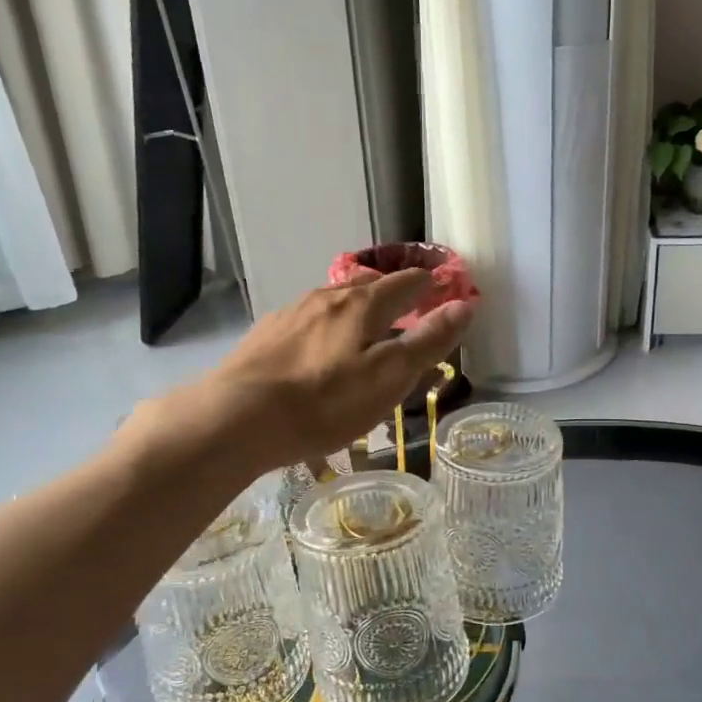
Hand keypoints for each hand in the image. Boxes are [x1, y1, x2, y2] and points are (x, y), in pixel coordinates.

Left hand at [191, 270, 472, 472]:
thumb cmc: (324, 402)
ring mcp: (290, 315)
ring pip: (332, 302)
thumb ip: (428, 341)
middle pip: (366, 286)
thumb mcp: (388, 377)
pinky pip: (306, 322)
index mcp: (361, 306)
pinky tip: (316, 349)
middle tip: (405, 306)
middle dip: (390, 292)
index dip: (427, 283)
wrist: (237, 418)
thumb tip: (465, 305)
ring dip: (354, 308)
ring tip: (363, 327)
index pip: (404, 284)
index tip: (440, 284)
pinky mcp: (264, 337)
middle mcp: (325, 299)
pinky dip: (324, 327)